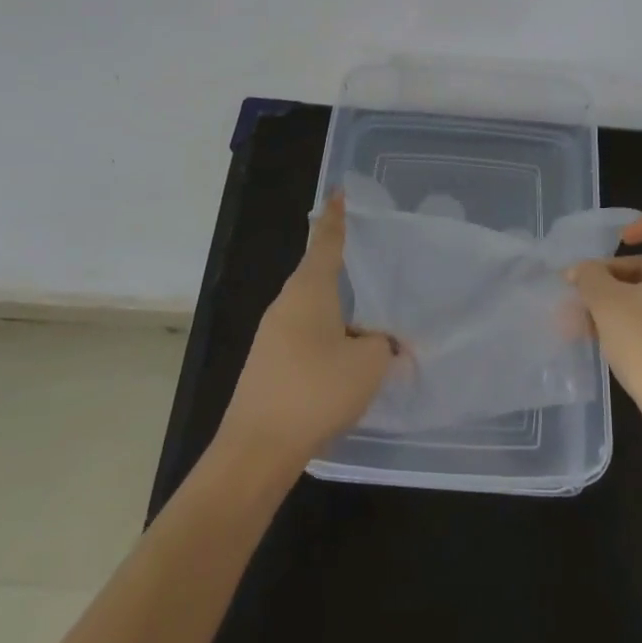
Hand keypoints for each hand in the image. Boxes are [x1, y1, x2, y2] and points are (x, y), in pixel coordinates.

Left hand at [217, 191, 397, 470]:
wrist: (255, 450)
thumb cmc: (315, 391)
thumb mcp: (368, 364)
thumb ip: (385, 344)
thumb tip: (385, 342)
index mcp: (310, 289)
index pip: (326, 240)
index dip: (337, 215)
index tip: (339, 192)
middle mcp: (287, 304)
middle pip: (318, 273)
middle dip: (343, 266)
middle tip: (373, 259)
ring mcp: (273, 335)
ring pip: (314, 309)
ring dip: (340, 310)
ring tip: (371, 318)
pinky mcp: (269, 365)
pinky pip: (306, 336)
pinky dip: (329, 338)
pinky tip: (347, 360)